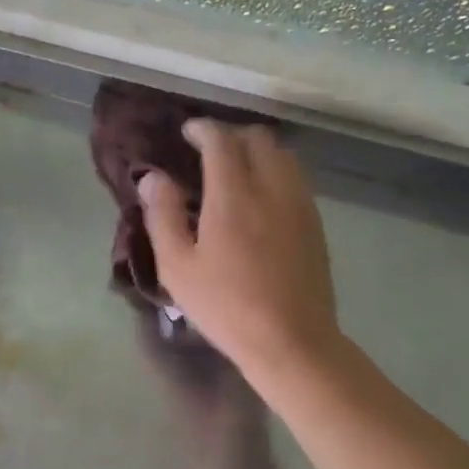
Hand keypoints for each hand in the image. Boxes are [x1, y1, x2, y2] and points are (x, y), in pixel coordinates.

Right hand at [139, 121, 338, 380]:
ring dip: (257, 151)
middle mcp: (272, 188)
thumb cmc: (226, 306)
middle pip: (258, 138)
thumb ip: (162, 214)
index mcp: (233, 195)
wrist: (292, 340)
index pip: (221, 140)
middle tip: (208, 151)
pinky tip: (260, 198)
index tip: (187, 132)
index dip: (203, 128)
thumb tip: (153, 177)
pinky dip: (275, 171)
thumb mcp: (177, 266)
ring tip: (235, 171)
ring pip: (282, 155)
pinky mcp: (315, 223)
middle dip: (231, 135)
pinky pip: (296, 178)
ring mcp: (300, 204)